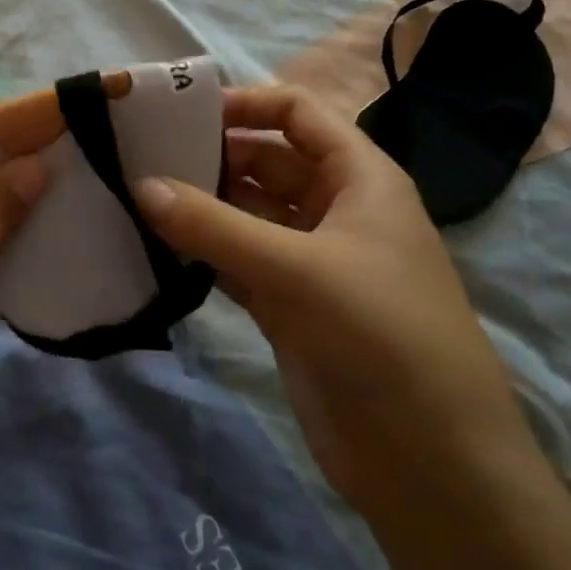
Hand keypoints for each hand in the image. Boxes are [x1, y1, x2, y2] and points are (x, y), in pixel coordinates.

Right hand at [134, 85, 537, 521]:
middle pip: (265, 160)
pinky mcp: (290, 305)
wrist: (433, 466)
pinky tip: (157, 248)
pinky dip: (203, 253)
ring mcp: (311, 260)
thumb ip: (212, 225)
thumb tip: (140, 185)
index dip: (245, 103)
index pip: (298, 113)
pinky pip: (237, 261)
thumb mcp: (295, 269)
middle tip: (141, 157)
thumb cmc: (379, 336)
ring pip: (246, 213)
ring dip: (201, 205)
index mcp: (359, 178)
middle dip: (210, 155)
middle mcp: (335, 209)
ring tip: (137, 196)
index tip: (181, 113)